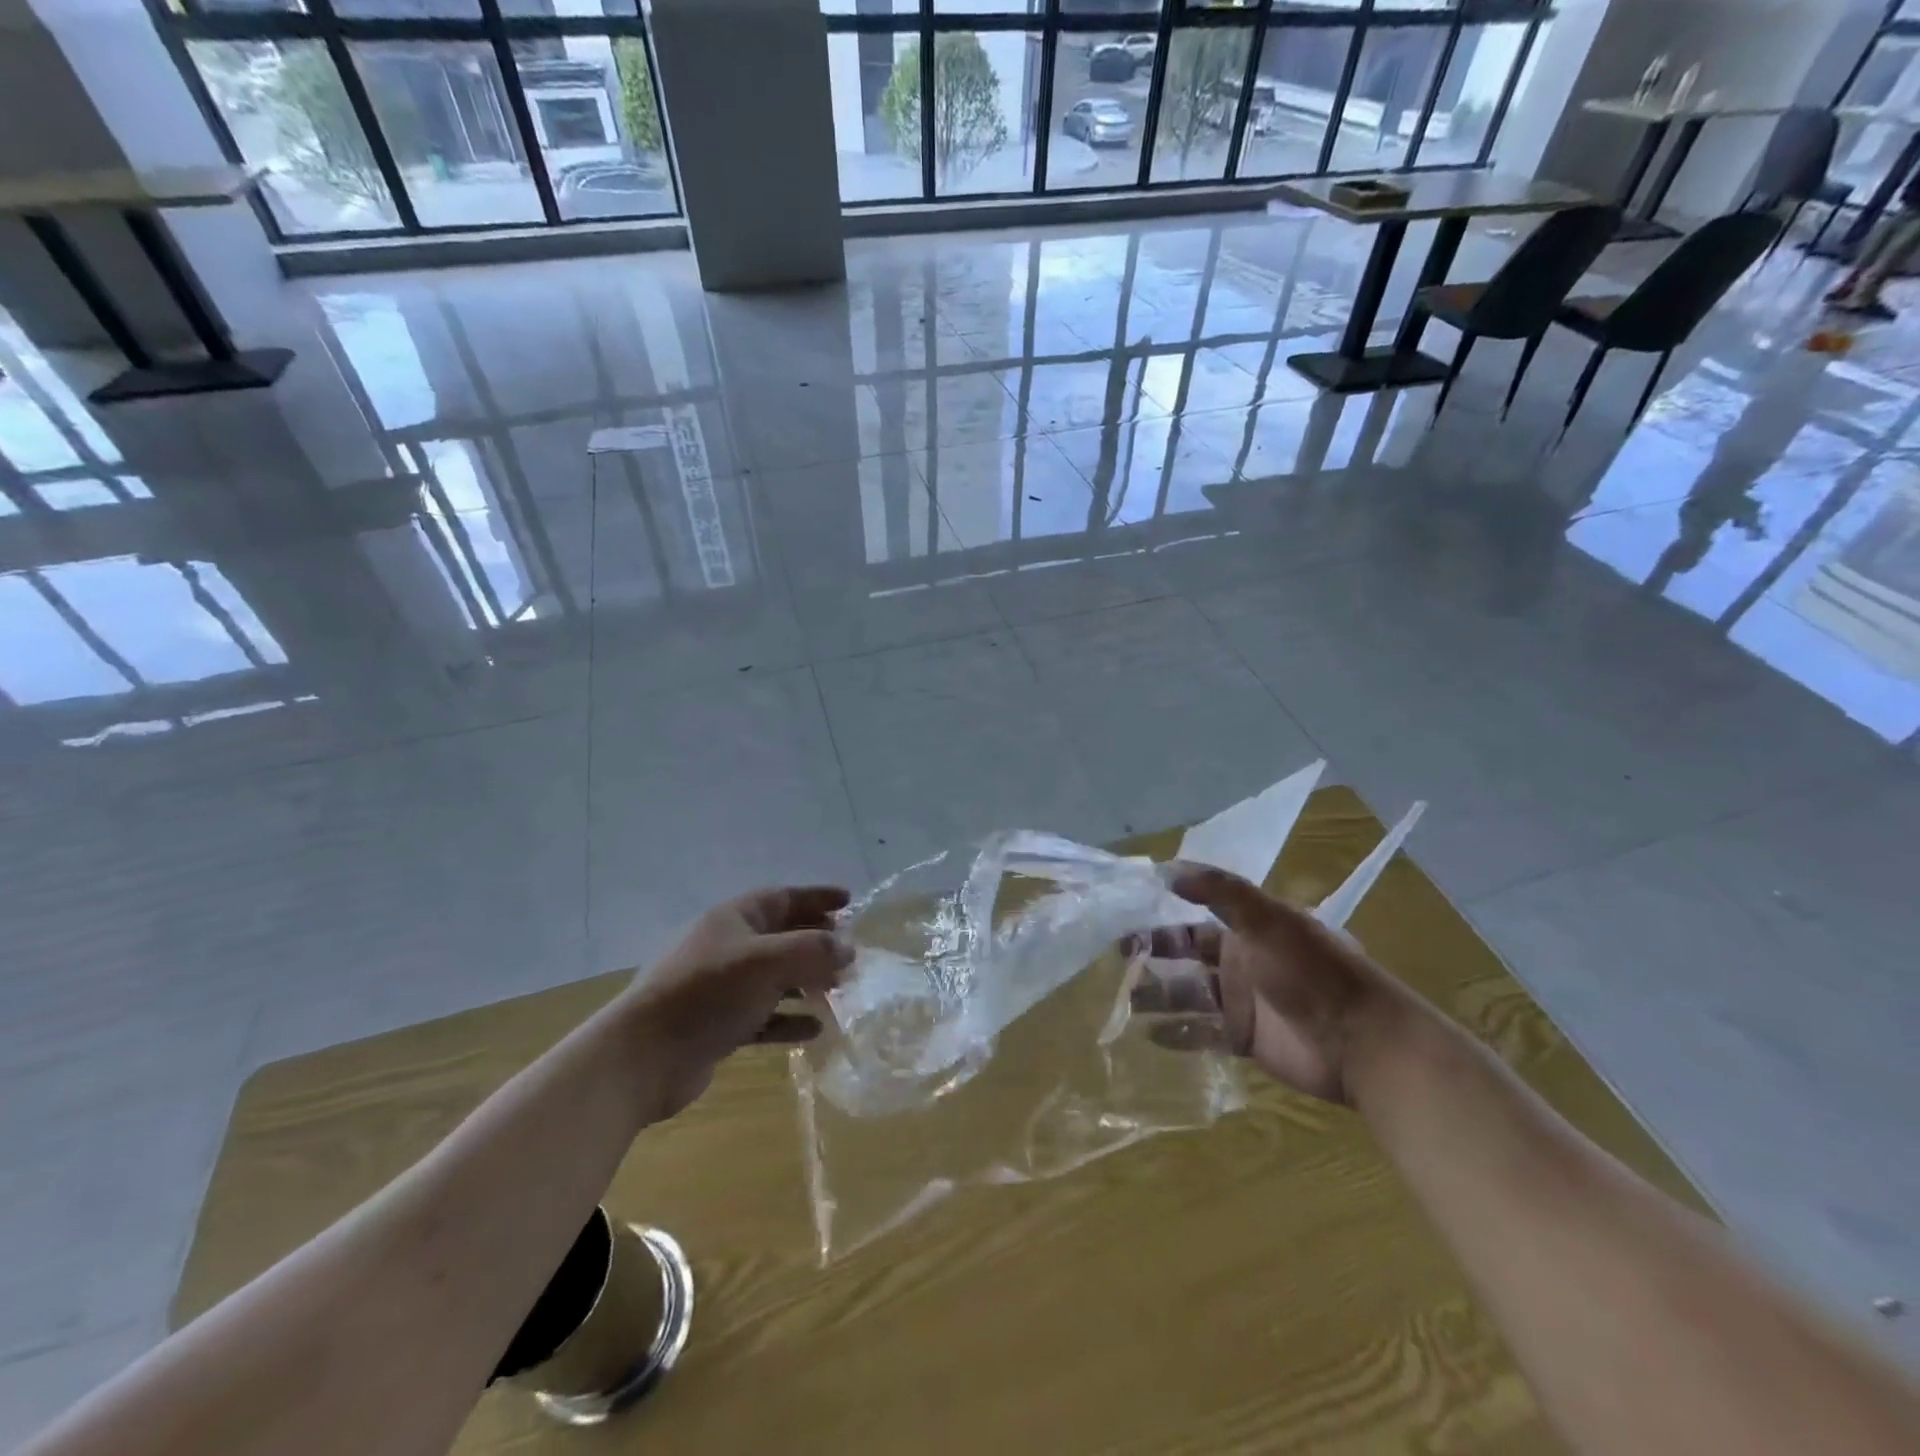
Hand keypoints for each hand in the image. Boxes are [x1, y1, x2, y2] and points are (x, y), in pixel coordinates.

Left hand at [622, 885, 851, 1117]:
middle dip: (816, 942)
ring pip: (775, 978)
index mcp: (734, 919)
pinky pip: (763, 1016)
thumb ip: (813, 950)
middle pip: (781, 936)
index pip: (783, 897)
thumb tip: (849, 949)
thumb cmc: (707, 993)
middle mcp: (729, 947)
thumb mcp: (767, 962)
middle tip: (850, 953)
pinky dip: (789, 1020)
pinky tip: (814, 1030)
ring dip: (807, 982)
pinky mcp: (719, 1025)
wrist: (642, 1057)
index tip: (850, 902)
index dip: (817, 897)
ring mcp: (722, 988)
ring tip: (839, 991)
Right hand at [1129, 862, 1413, 1105]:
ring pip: (1188, 994)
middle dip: (1153, 954)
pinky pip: (1201, 1034)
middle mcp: (1240, 961)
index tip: (1124, 913)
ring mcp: (1241, 1002)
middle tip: (1115, 956)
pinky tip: (1148, 1034)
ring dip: (1158, 994)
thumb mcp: (1267, 920)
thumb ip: (1219, 891)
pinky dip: (1177, 1034)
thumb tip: (1166, 869)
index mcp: (1247, 929)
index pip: (1195, 915)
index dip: (1161, 914)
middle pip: (1186, 955)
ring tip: (1122, 998)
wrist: (1362, 1043)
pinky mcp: (1244, 1039)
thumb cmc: (1312, 972)